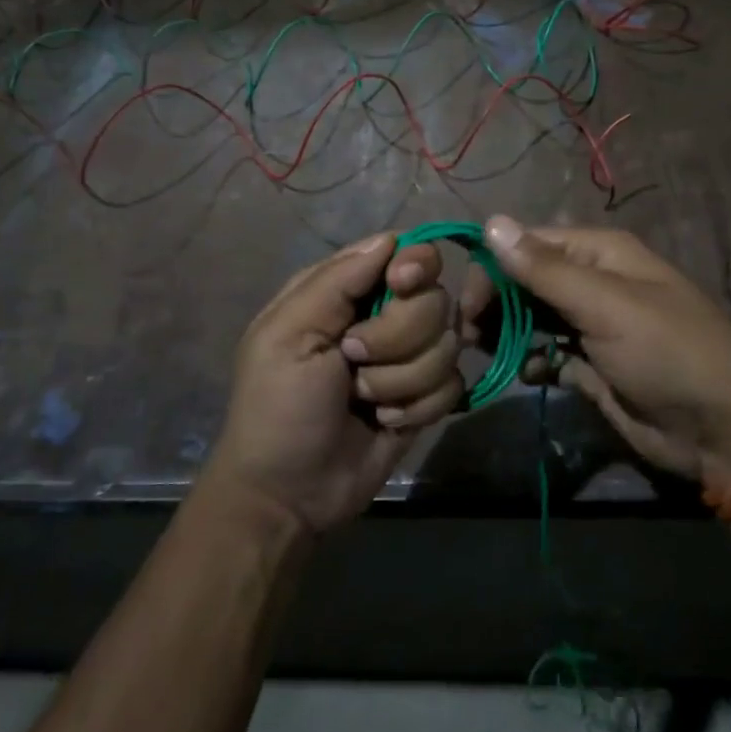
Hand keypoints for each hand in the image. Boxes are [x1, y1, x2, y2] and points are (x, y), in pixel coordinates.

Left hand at [208, 233, 462, 534]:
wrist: (289, 493)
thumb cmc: (277, 406)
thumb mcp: (288, 335)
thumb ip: (337, 280)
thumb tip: (391, 238)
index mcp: (345, 292)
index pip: (405, 254)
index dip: (414, 266)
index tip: (400, 287)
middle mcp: (383, 317)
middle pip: (434, 299)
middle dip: (398, 337)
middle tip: (355, 361)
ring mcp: (408, 359)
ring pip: (448, 345)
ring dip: (403, 380)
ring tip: (364, 401)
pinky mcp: (426, 398)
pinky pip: (453, 385)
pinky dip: (418, 407)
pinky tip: (385, 423)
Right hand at [465, 216, 730, 488]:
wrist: (720, 428)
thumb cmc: (666, 353)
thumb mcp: (606, 305)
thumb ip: (546, 269)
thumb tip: (491, 222)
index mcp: (600, 254)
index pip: (529, 244)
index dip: (493, 268)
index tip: (466, 305)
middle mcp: (593, 282)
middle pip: (526, 280)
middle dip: (495, 302)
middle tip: (469, 335)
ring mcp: (591, 325)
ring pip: (532, 317)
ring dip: (508, 332)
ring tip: (487, 353)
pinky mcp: (591, 364)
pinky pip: (548, 353)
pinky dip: (533, 361)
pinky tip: (532, 374)